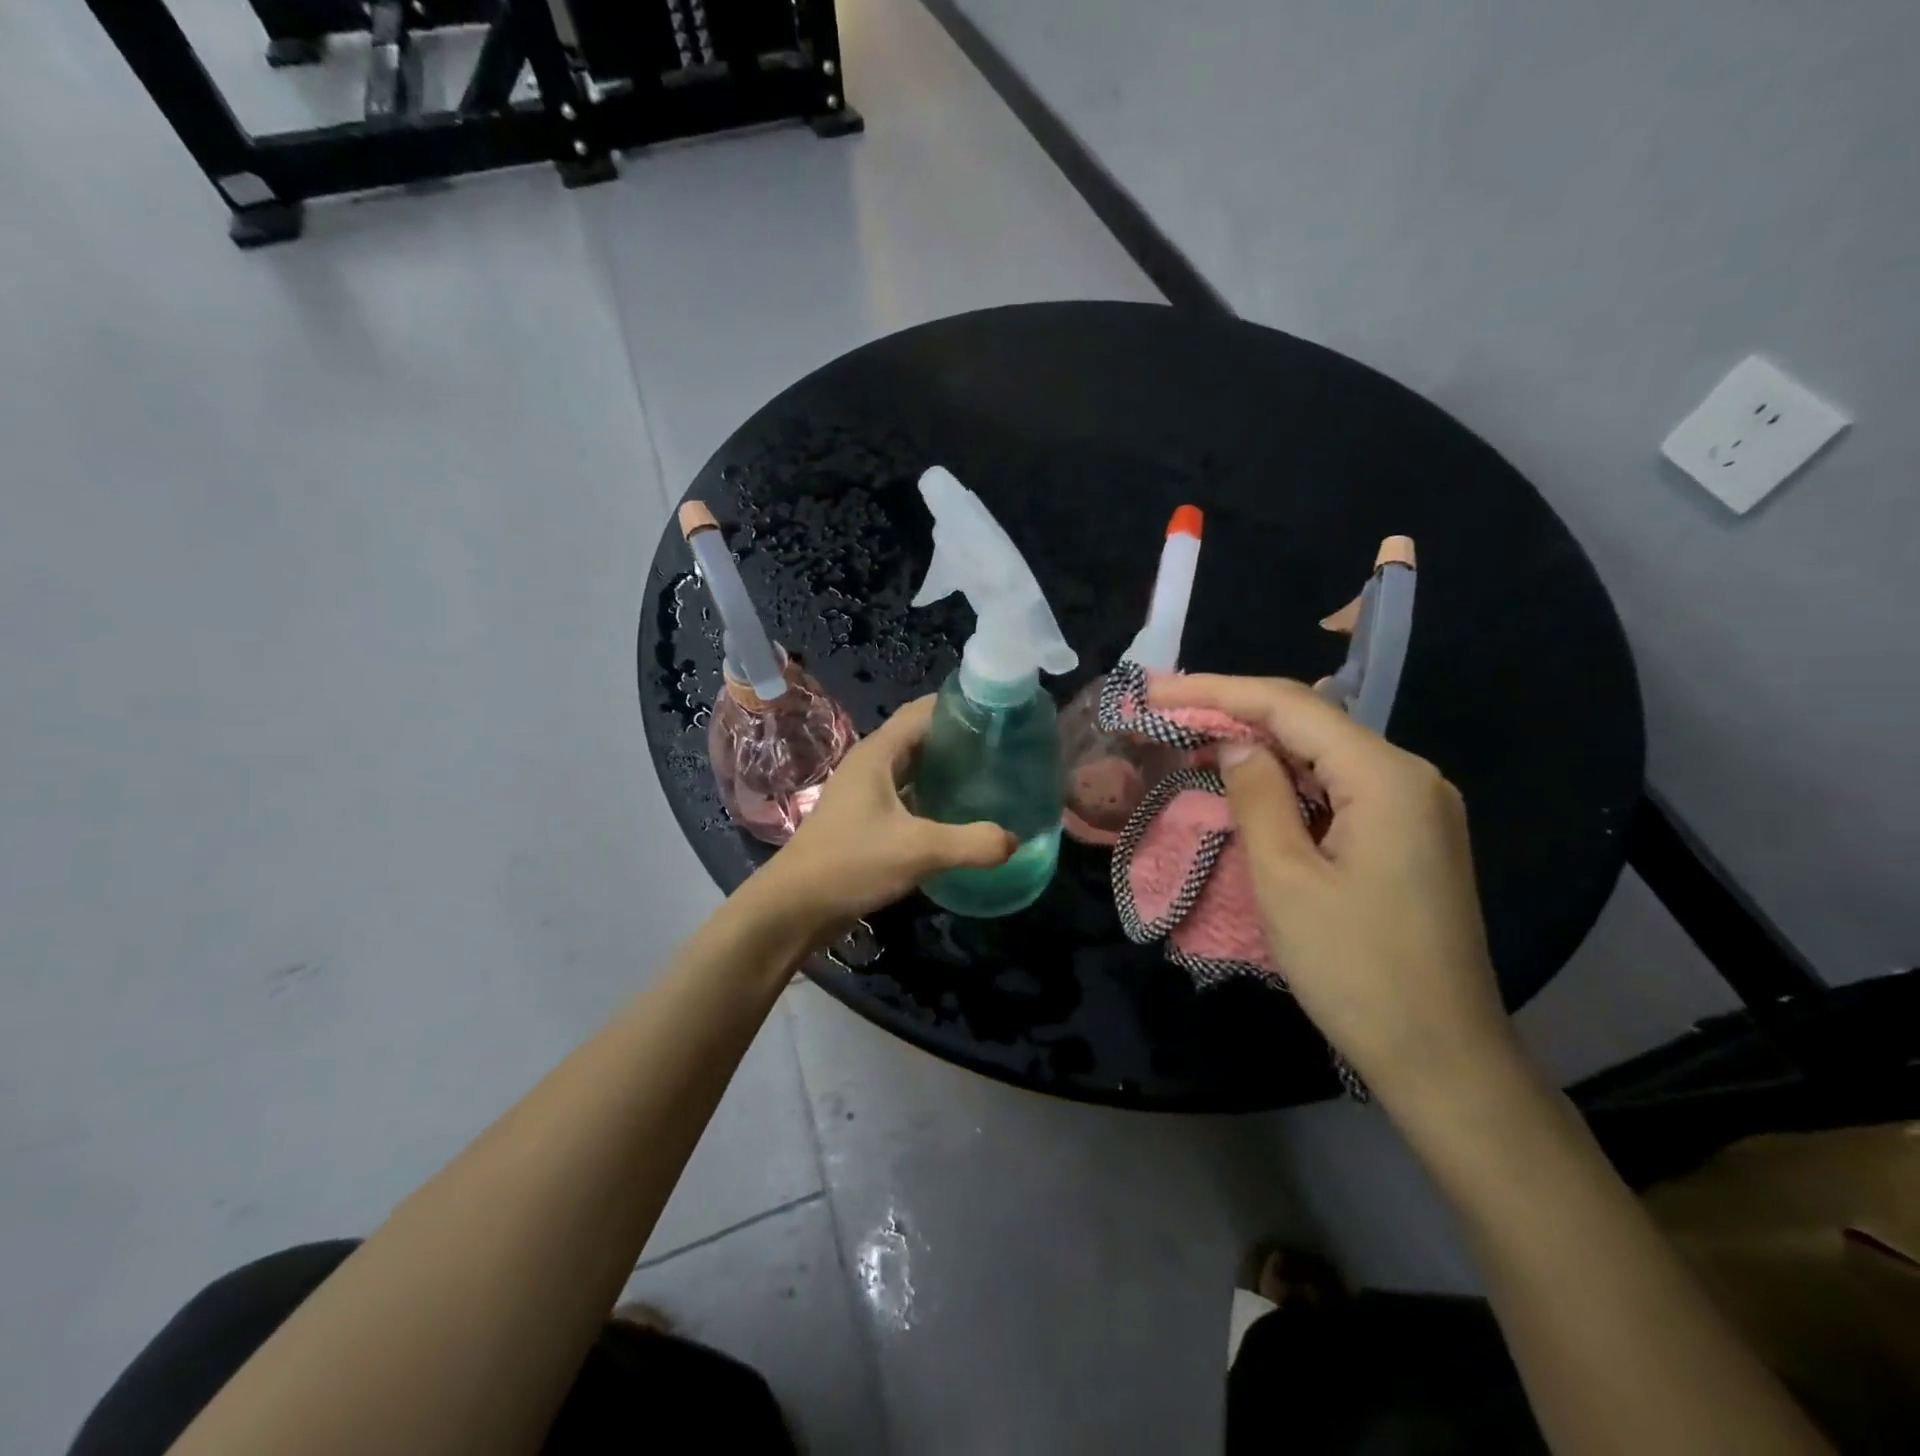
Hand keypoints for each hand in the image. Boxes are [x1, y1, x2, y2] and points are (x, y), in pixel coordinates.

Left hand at [752, 696, 1015, 937]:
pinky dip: (933, 796)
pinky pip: (907, 795)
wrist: (794, 907)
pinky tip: (961, 813)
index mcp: (878, 753)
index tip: (1000, 712)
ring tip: (991, 775)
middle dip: (959, 737)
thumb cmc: (851, 863)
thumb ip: (971, 843)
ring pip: (914, 768)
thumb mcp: (918, 850)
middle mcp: (871, 764)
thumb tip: (1015, 840)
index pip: (923, 711)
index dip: (959, 706)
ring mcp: (866, 793)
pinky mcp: (866, 819)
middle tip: (1005, 746)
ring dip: (946, 768)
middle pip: (921, 737)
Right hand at [1151, 674, 1515, 1103]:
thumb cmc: (1355, 970)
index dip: (1218, 692)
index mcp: (1385, 777)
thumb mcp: (1286, 879)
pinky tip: (1250, 783)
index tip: (1159, 690)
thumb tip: (1236, 745)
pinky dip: (1288, 780)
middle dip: (1235, 712)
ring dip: (1259, 746)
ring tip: (1194, 741)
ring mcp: (1415, 807)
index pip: (1291, 707)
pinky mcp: (1408, 836)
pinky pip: (1339, 787)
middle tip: (1168, 712)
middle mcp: (1410, 776)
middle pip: (1310, 722)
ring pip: (1323, 754)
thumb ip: (1258, 798)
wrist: (1441, 1057)